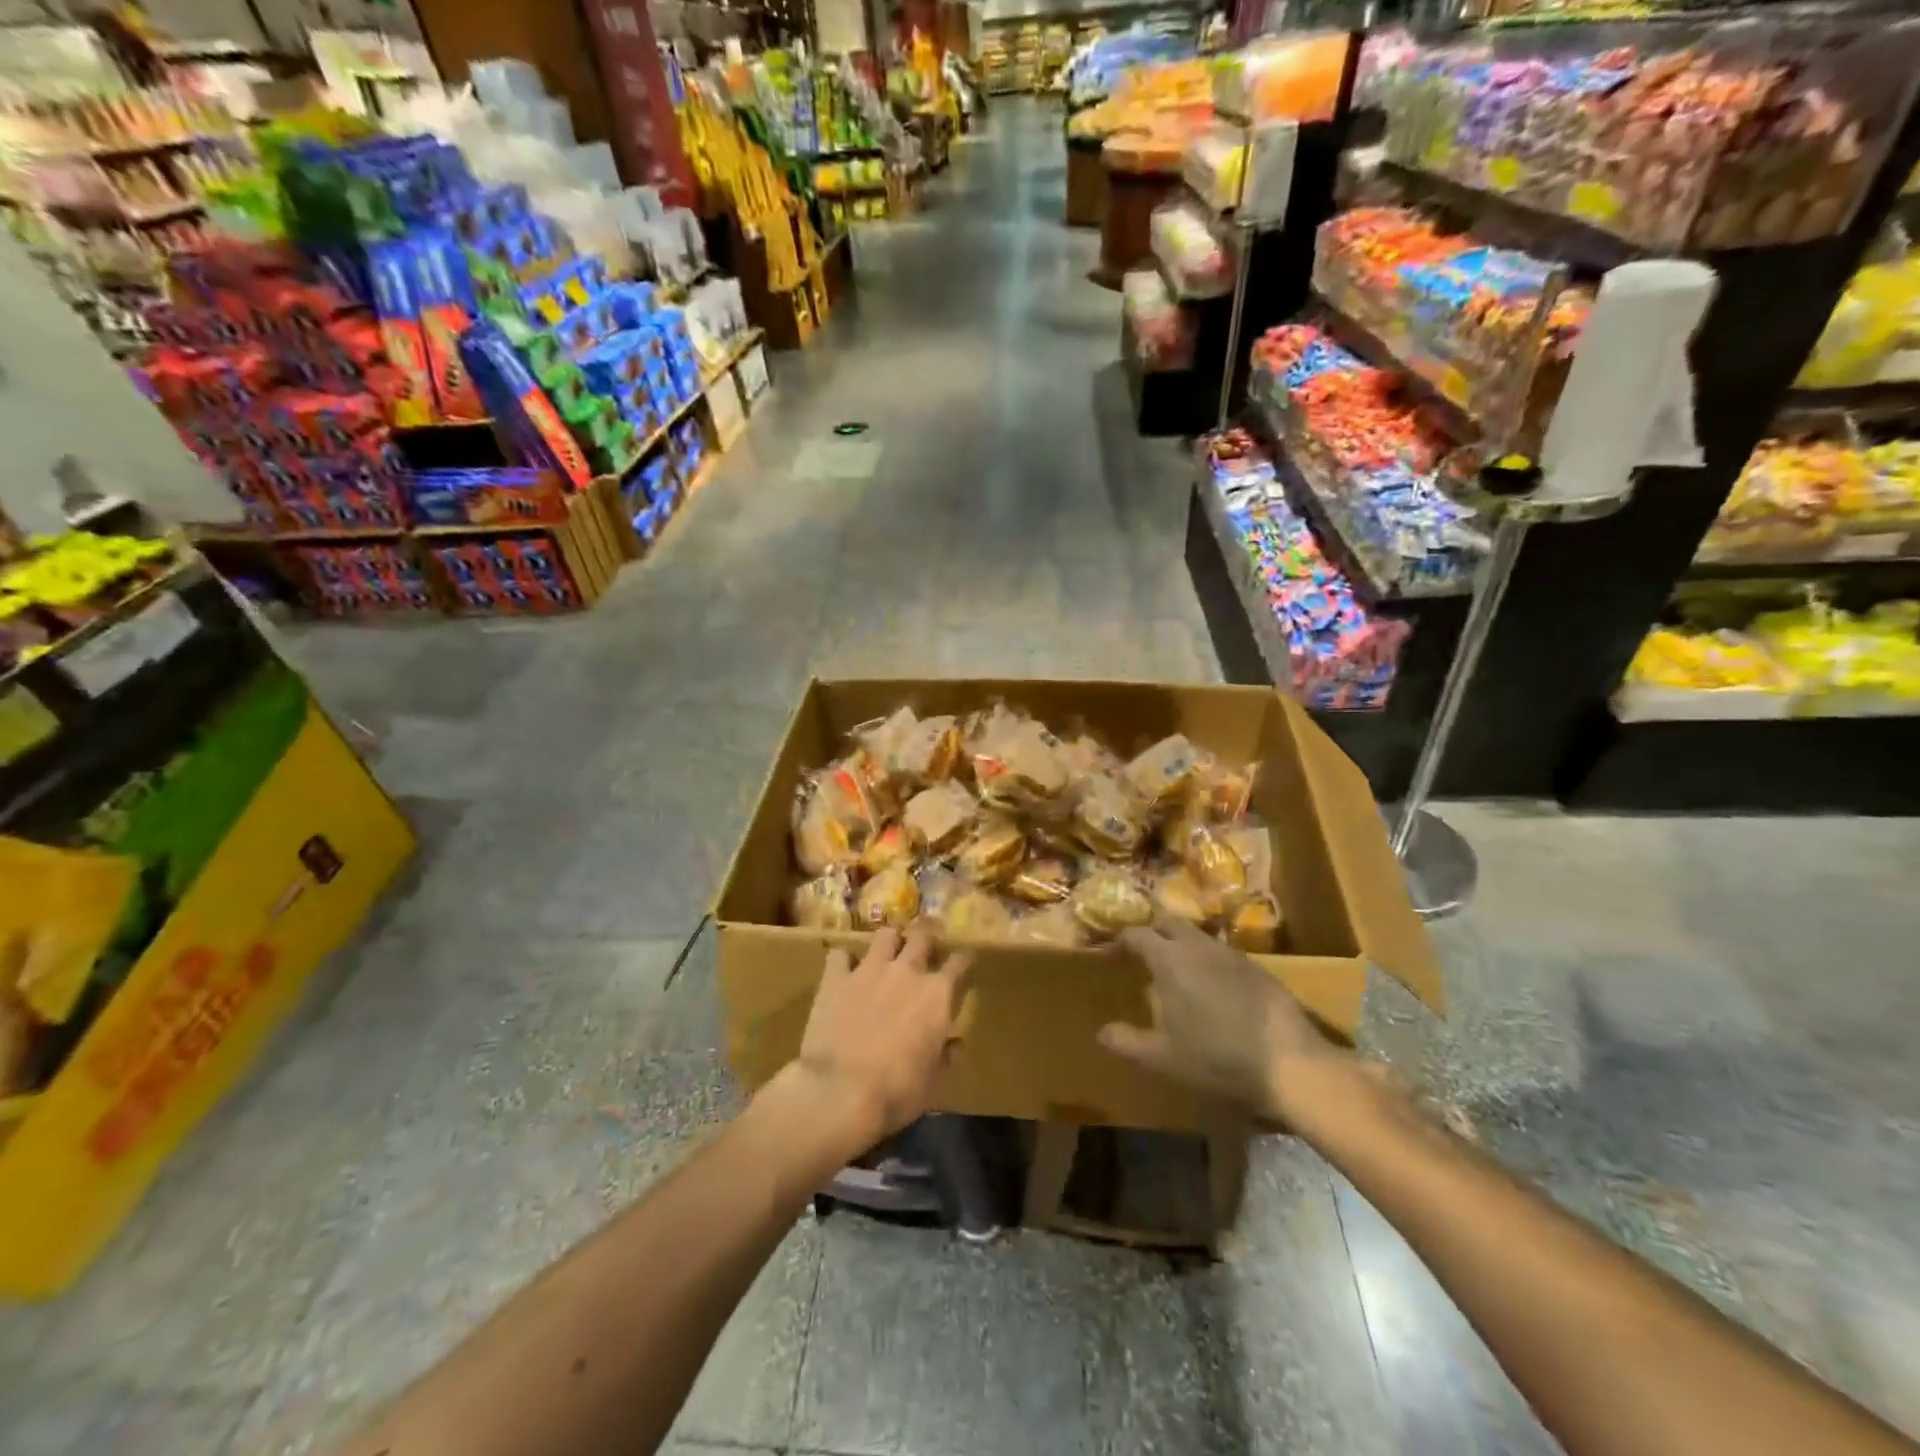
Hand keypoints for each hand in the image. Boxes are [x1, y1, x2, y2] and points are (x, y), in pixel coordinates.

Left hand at [793, 926, 970, 1151]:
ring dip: (890, 942)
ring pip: (885, 935)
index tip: (964, 959)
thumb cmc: (896, 1092)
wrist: (840, 1091)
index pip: (958, 962)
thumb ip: (945, 1055)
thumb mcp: (932, 1082)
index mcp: (936, 995)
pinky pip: (840, 954)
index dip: (963, 959)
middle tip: (924, 950)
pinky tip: (845, 971)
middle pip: (922, 937)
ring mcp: (869, 970)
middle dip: (926, 940)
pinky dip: (844, 960)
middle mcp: (906, 972)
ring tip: (887, 953)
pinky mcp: (836, 978)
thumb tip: (955, 1043)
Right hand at [1100, 919, 1355, 1124]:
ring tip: (1176, 970)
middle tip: (1142, 954)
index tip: (1111, 954)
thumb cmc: (1217, 1057)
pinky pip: (1222, 953)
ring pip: (1198, 935)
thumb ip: (1127, 1042)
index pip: (1137, 934)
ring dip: (1182, 944)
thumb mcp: (1163, 1057)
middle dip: (1152, 931)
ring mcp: (1231, 954)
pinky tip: (1212, 987)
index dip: (1120, 941)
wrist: (1289, 1062)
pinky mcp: (1258, 967)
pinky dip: (1208, 960)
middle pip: (1168, 922)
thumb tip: (1102, 1032)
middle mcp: (1198, 946)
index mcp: (1170, 960)